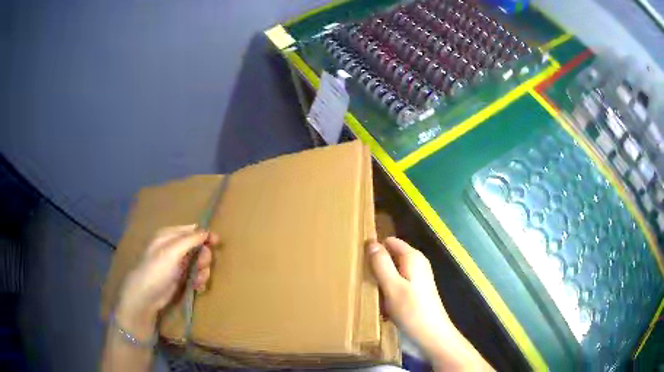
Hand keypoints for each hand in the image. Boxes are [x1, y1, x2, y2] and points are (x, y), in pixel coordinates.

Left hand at [116, 225, 216, 339]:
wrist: (147, 296)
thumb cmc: (157, 270)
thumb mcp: (172, 252)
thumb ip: (190, 240)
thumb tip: (207, 231)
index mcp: (170, 236)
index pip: (192, 230)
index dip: (205, 235)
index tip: (217, 242)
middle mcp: (175, 248)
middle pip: (199, 247)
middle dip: (203, 257)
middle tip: (202, 266)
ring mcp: (178, 264)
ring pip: (200, 263)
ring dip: (203, 271)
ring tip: (198, 280)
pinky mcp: (181, 278)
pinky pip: (197, 275)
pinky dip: (199, 280)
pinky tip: (197, 286)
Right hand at [367, 237, 492, 370]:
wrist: (432, 336)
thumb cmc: (412, 311)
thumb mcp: (392, 287)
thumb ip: (381, 264)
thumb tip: (371, 242)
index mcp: (413, 258)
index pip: (390, 241)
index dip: (374, 247)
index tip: (357, 259)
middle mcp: (417, 263)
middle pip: (391, 255)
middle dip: (376, 264)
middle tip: (359, 276)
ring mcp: (418, 278)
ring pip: (393, 270)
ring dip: (380, 278)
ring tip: (366, 288)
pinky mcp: (416, 291)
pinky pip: (397, 282)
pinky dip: (387, 288)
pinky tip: (379, 300)